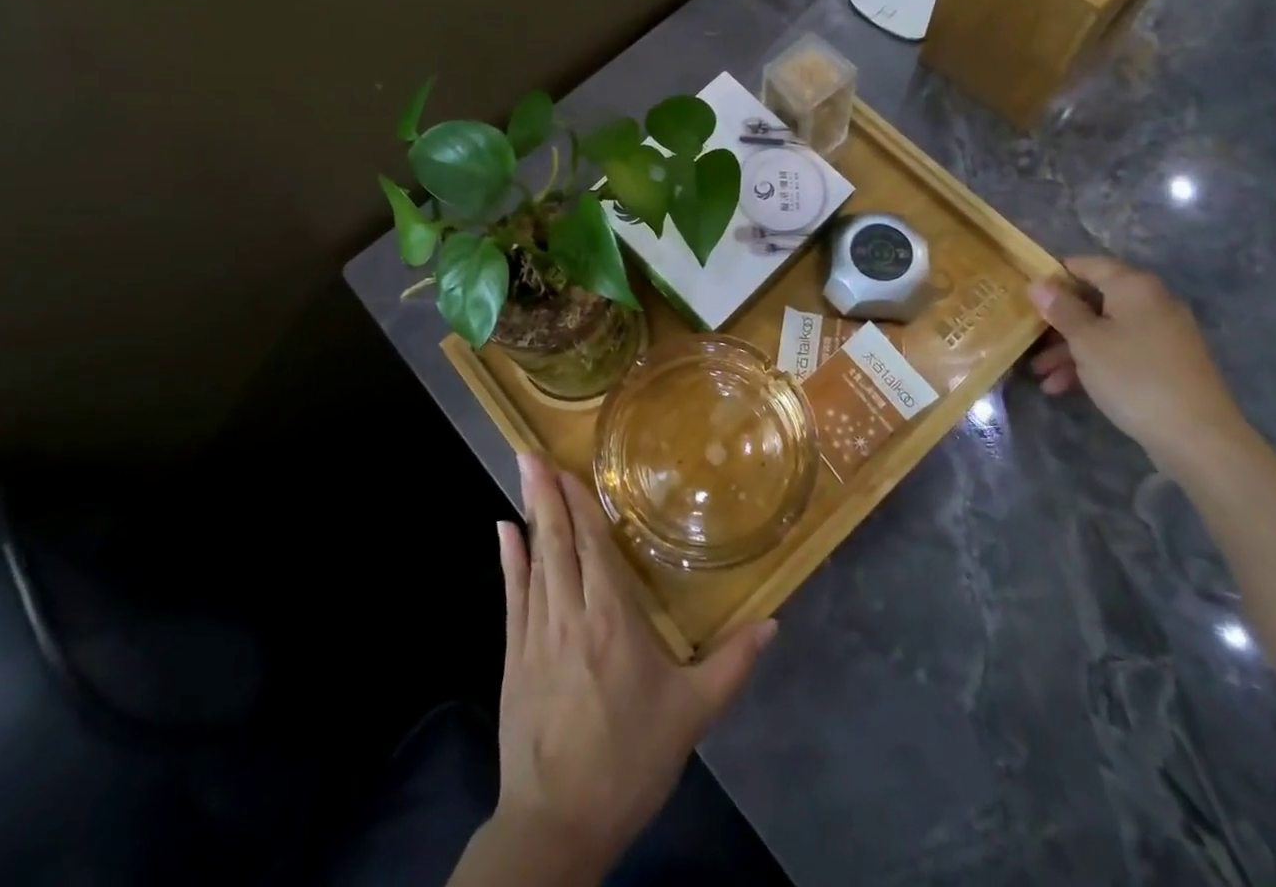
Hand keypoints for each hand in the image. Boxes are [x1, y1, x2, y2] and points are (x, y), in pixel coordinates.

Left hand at [488, 453, 776, 880]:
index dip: (580, 504)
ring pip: (533, 561)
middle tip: (531, 452)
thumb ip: (732, 663)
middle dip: (545, 494)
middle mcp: (570, 615)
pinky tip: (502, 531)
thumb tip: (773, 622)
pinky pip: (511, 596)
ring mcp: (534, 635)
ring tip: (522, 473)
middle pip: (557, 542)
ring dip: (528, 514)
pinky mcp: (512, 658)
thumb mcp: (692, 714)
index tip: (567, 467)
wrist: (558, 824)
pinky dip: (507, 560)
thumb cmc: (630, 760)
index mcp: (612, 619)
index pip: (593, 547)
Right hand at [1026, 256, 1252, 478]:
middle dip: (1059, 321)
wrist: (1198, 436)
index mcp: (1134, 287)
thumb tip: (1038, 283)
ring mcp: (1163, 334)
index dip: (1055, 275)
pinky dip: (1094, 363)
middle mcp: (1152, 302)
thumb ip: (1061, 309)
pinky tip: (1064, 387)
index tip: (1027, 293)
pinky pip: (1121, 352)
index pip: (1088, 264)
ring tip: (1041, 374)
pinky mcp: (1166, 363)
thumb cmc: (1133, 376)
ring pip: (1105, 330)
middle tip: (1028, 338)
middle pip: (1095, 300)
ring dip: (1070, 349)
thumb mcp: (1086, 340)